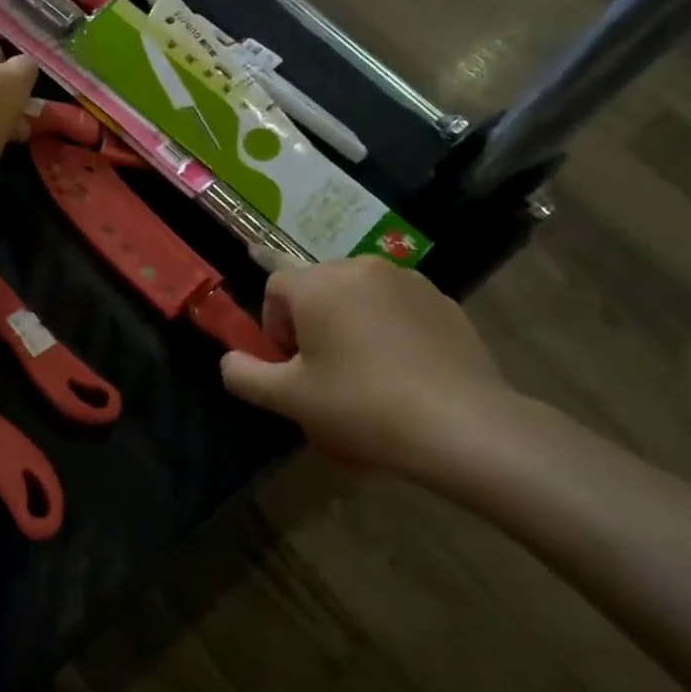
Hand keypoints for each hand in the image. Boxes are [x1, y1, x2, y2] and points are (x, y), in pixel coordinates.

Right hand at [220, 254, 517, 482]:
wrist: (461, 424)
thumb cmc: (362, 406)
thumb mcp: (289, 399)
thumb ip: (243, 375)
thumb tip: (229, 361)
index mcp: (318, 283)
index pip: (276, 287)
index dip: (274, 327)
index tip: (292, 365)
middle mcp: (360, 267)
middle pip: (317, 286)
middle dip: (311, 322)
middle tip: (325, 370)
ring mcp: (406, 279)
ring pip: (357, 294)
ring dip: (349, 321)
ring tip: (366, 371)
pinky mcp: (442, 299)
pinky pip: (397, 305)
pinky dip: (388, 327)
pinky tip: (403, 370)